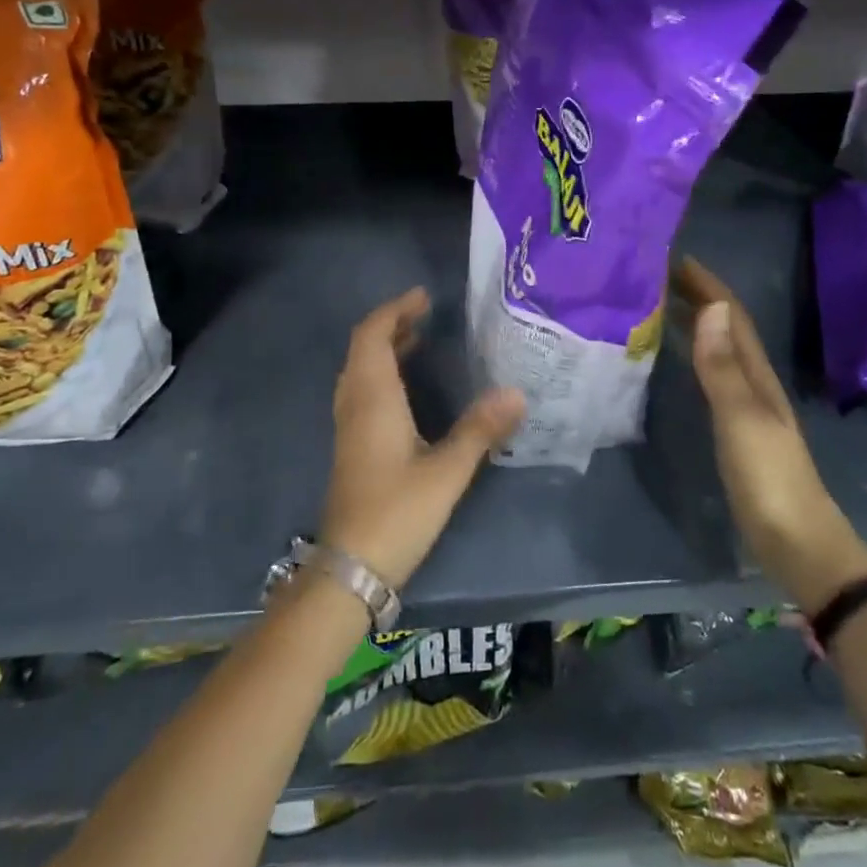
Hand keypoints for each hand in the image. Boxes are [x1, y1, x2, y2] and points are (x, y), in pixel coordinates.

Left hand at [321, 287, 526, 590]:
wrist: (350, 569)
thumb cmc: (396, 513)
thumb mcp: (446, 471)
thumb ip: (480, 430)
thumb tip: (517, 393)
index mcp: (372, 399)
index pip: (372, 335)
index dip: (394, 310)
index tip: (423, 297)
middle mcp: (354, 404)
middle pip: (363, 348)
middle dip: (391, 325)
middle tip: (427, 314)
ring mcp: (349, 426)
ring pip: (360, 370)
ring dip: (384, 349)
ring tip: (420, 340)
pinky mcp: (352, 446)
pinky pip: (362, 390)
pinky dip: (382, 373)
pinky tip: (409, 388)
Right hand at [672, 258, 866, 611]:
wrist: (798, 544)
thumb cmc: (770, 479)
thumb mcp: (742, 419)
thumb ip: (722, 368)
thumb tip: (710, 307)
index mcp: (757, 374)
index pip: (732, 316)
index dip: (706, 284)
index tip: (673, 258)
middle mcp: (754, 382)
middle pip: (726, 328)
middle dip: (697, 296)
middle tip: (656, 276)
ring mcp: (747, 406)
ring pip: (719, 350)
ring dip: (695, 321)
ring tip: (660, 306)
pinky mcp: (737, 430)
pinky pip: (713, 376)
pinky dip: (694, 355)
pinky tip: (677, 360)